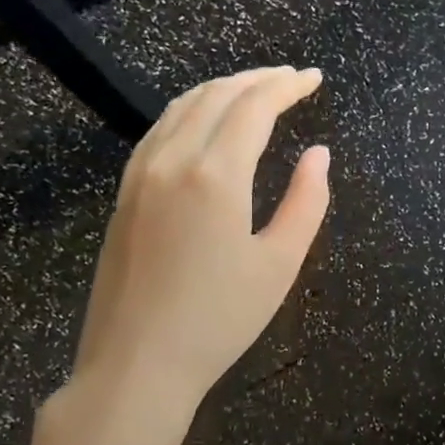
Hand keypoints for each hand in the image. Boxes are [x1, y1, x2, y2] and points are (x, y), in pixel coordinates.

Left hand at [32, 67, 330, 444]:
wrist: (135, 365)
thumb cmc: (219, 319)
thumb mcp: (280, 263)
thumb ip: (307, 201)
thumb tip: (318, 154)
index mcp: (216, 175)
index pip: (254, 106)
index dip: (287, 86)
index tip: (314, 79)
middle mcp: (173, 160)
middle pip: (217, 95)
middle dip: (258, 79)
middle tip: (292, 78)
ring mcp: (141, 174)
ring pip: (183, 106)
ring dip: (223, 88)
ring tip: (256, 90)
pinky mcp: (125, 193)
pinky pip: (160, 129)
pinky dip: (192, 110)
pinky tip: (208, 122)